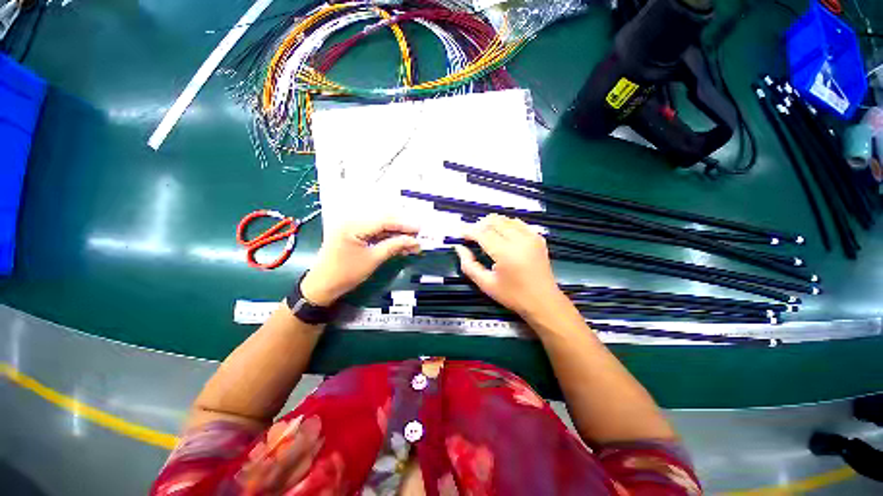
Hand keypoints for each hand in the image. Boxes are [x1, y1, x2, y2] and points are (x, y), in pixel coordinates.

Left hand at [301, 218, 420, 305]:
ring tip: (411, 240)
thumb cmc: (345, 274)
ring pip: (379, 226)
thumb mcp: (373, 260)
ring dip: (395, 233)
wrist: (321, 287)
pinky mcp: (353, 234)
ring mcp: (351, 227)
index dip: (403, 224)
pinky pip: (373, 233)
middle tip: (418, 234)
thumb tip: (414, 241)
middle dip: (401, 228)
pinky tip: (398, 243)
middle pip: (382, 220)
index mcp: (353, 225)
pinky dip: (386, 238)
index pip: (384, 221)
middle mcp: (352, 221)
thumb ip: (394, 246)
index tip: (419, 228)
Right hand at [454, 214, 566, 317]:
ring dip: (492, 223)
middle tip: (471, 235)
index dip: (469, 231)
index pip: (482, 233)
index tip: (460, 234)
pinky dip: (507, 225)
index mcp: (505, 253)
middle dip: (479, 225)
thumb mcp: (486, 284)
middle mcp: (519, 240)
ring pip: (506, 219)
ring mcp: (531, 237)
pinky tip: (502, 234)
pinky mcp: (538, 238)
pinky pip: (519, 223)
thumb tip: (459, 248)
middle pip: (494, 221)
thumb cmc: (513, 296)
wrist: (544, 301)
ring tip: (484, 234)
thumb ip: (469, 265)